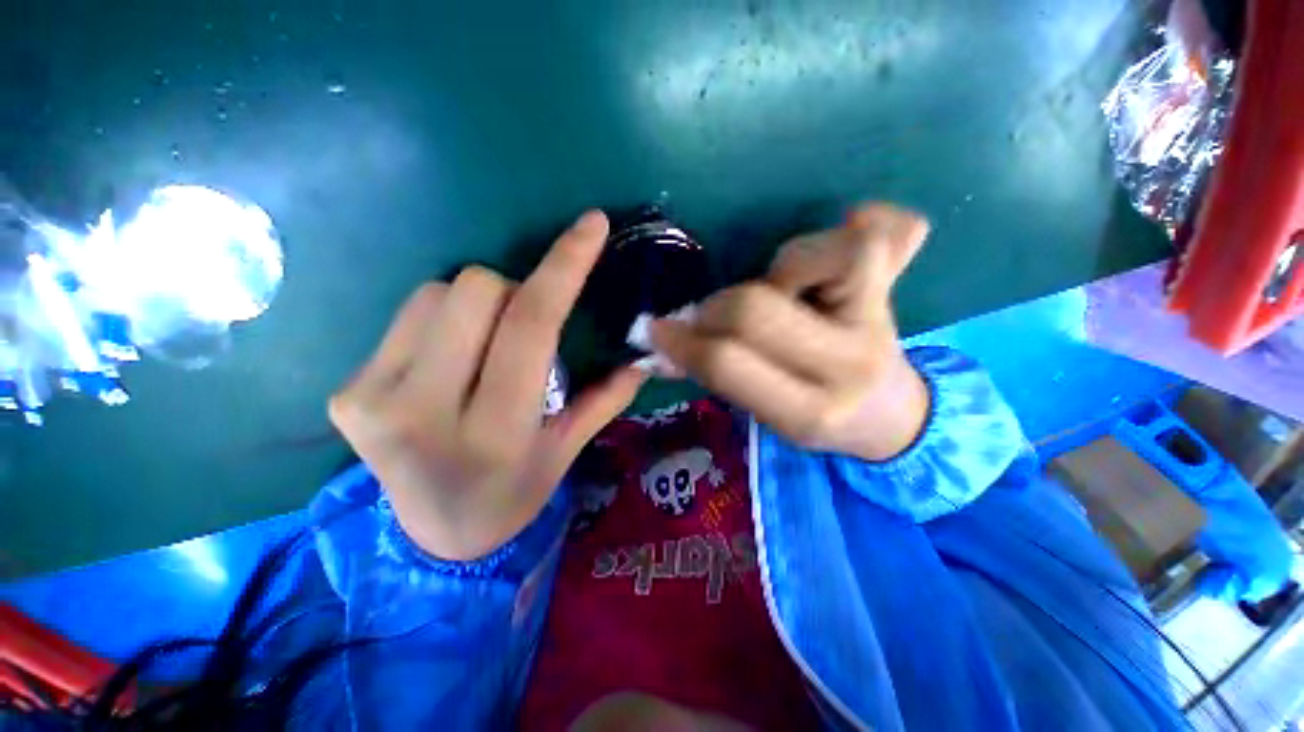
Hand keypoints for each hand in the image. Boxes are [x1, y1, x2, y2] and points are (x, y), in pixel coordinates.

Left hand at [330, 211, 645, 560]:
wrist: (433, 536)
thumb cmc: (512, 493)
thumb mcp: (566, 452)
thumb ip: (605, 400)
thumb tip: (643, 359)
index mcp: (496, 432)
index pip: (531, 325)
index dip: (563, 266)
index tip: (591, 226)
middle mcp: (425, 412)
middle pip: (475, 289)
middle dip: (512, 293)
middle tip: (521, 334)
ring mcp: (372, 400)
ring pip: (437, 292)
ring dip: (476, 306)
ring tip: (483, 351)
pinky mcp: (344, 393)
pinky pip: (408, 314)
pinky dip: (442, 321)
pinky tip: (447, 361)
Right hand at [651, 204, 929, 461]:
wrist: (889, 416)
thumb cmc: (815, 415)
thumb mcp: (764, 415)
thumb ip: (715, 379)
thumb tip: (657, 349)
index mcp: (807, 412)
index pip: (727, 363)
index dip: (683, 341)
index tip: (658, 330)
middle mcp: (845, 366)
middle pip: (755, 309)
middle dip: (715, 308)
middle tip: (710, 316)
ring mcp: (878, 322)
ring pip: (809, 260)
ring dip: (776, 268)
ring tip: (779, 288)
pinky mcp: (896, 290)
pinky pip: (887, 235)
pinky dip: (858, 223)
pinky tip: (850, 226)